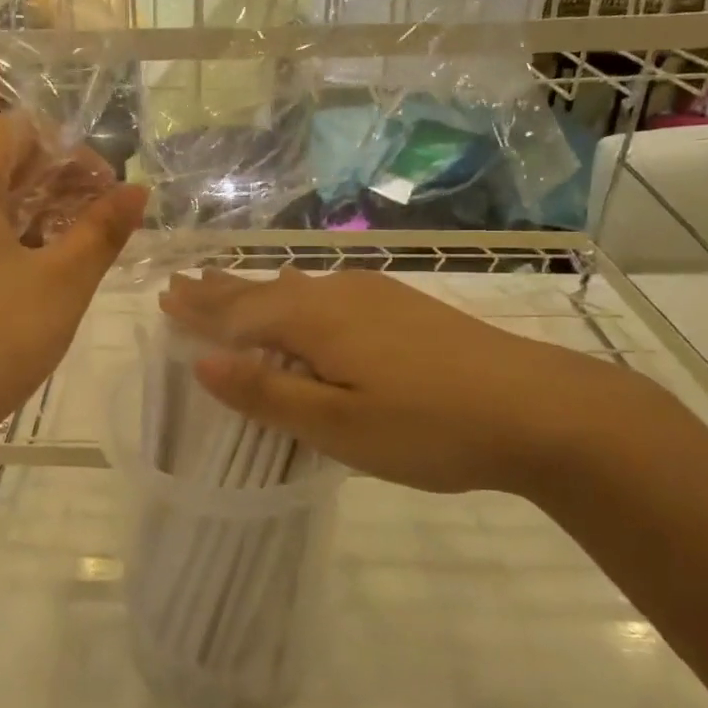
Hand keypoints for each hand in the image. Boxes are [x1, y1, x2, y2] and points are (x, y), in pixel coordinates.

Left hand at [0, 113, 147, 468]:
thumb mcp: (61, 282)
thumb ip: (103, 229)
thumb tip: (137, 191)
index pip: (23, 129)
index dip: (74, 154)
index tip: (109, 195)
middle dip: (56, 182)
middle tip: (98, 223)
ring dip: (29, 209)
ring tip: (69, 248)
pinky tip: (25, 271)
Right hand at [159, 267, 674, 497]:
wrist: (541, 408)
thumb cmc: (429, 425)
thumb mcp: (338, 425)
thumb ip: (268, 393)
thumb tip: (204, 364)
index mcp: (314, 319)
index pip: (240, 312)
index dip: (201, 311)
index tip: (165, 297)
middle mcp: (338, 294)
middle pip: (265, 290)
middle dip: (221, 290)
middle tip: (182, 282)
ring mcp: (375, 295)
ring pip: (297, 287)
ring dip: (257, 289)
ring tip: (227, 285)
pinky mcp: (403, 306)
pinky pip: (326, 290)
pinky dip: (294, 294)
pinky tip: (302, 293)